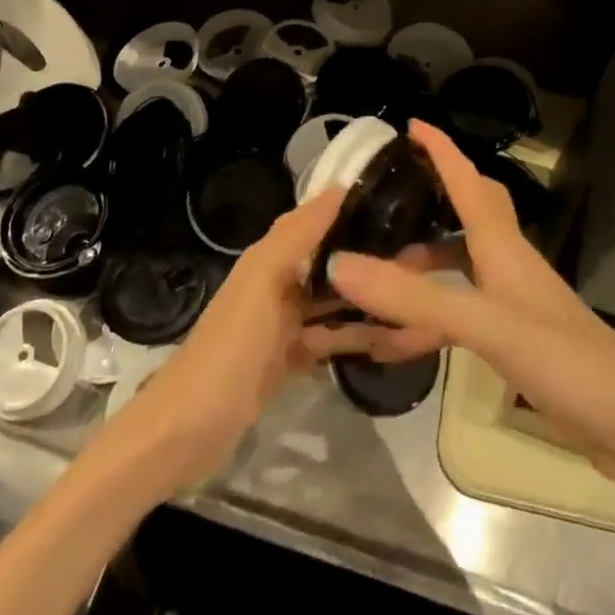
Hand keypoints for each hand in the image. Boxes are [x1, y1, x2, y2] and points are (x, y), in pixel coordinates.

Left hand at [108, 186, 394, 494]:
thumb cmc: (232, 345)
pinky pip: (331, 339)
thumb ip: (298, 234)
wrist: (189, 427)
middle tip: (424, 255)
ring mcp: (284, 324)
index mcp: (271, 257)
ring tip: (418, 296)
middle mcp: (279, 282)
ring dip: (370, 299)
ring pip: (335, 302)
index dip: (353, 207)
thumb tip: (339, 187)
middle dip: (370, 256)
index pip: (318, 218)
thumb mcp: (264, 281)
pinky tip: (394, 339)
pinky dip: (357, 337)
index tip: (401, 202)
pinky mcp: (290, 359)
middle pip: (331, 260)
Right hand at [324, 121, 614, 482]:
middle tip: (386, 202)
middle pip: (469, 213)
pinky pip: (460, 312)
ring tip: (374, 277)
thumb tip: (340, 264)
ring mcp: (514, 302)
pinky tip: (399, 341)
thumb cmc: (563, 359)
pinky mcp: (515, 338)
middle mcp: (508, 264)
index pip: (468, 181)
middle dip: (431, 200)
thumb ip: (412, 298)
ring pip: (459, 266)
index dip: (441, 149)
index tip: (412, 125)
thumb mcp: (483, 324)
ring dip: (421, 266)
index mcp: (503, 246)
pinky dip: (428, 318)